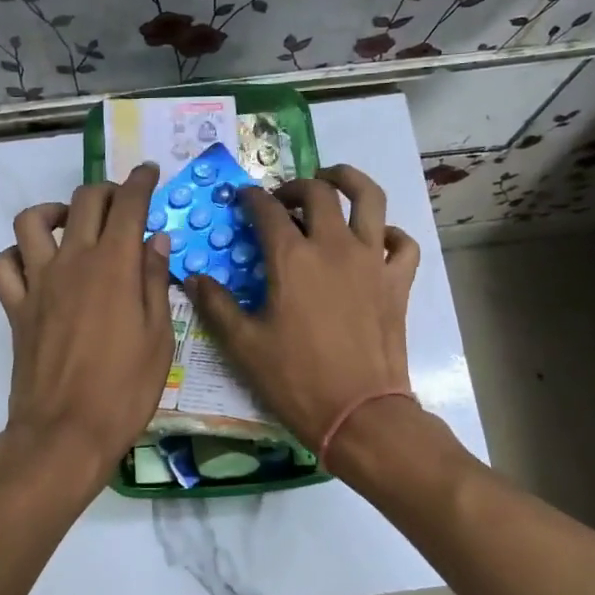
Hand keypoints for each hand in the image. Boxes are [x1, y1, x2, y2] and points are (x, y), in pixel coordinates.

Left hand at [0, 163, 174, 488]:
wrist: (65, 432)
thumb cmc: (124, 389)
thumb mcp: (159, 337)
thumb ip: (155, 281)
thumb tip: (155, 239)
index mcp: (115, 265)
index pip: (129, 204)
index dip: (141, 181)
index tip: (149, 172)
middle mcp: (73, 261)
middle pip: (84, 201)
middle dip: (106, 190)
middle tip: (122, 204)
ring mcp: (38, 282)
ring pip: (31, 221)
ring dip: (53, 212)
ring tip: (70, 226)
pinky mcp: (15, 307)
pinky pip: (3, 265)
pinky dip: (16, 256)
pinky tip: (34, 266)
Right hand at [185, 165, 419, 450]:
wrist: (359, 412)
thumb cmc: (296, 379)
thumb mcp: (244, 345)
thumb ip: (216, 305)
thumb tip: (192, 278)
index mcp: (292, 258)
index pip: (266, 210)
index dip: (250, 198)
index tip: (241, 198)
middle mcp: (334, 246)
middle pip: (318, 192)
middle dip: (295, 186)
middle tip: (283, 198)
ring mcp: (371, 260)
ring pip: (369, 199)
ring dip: (349, 181)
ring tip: (334, 181)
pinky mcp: (397, 282)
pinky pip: (402, 244)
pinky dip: (390, 234)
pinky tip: (377, 241)